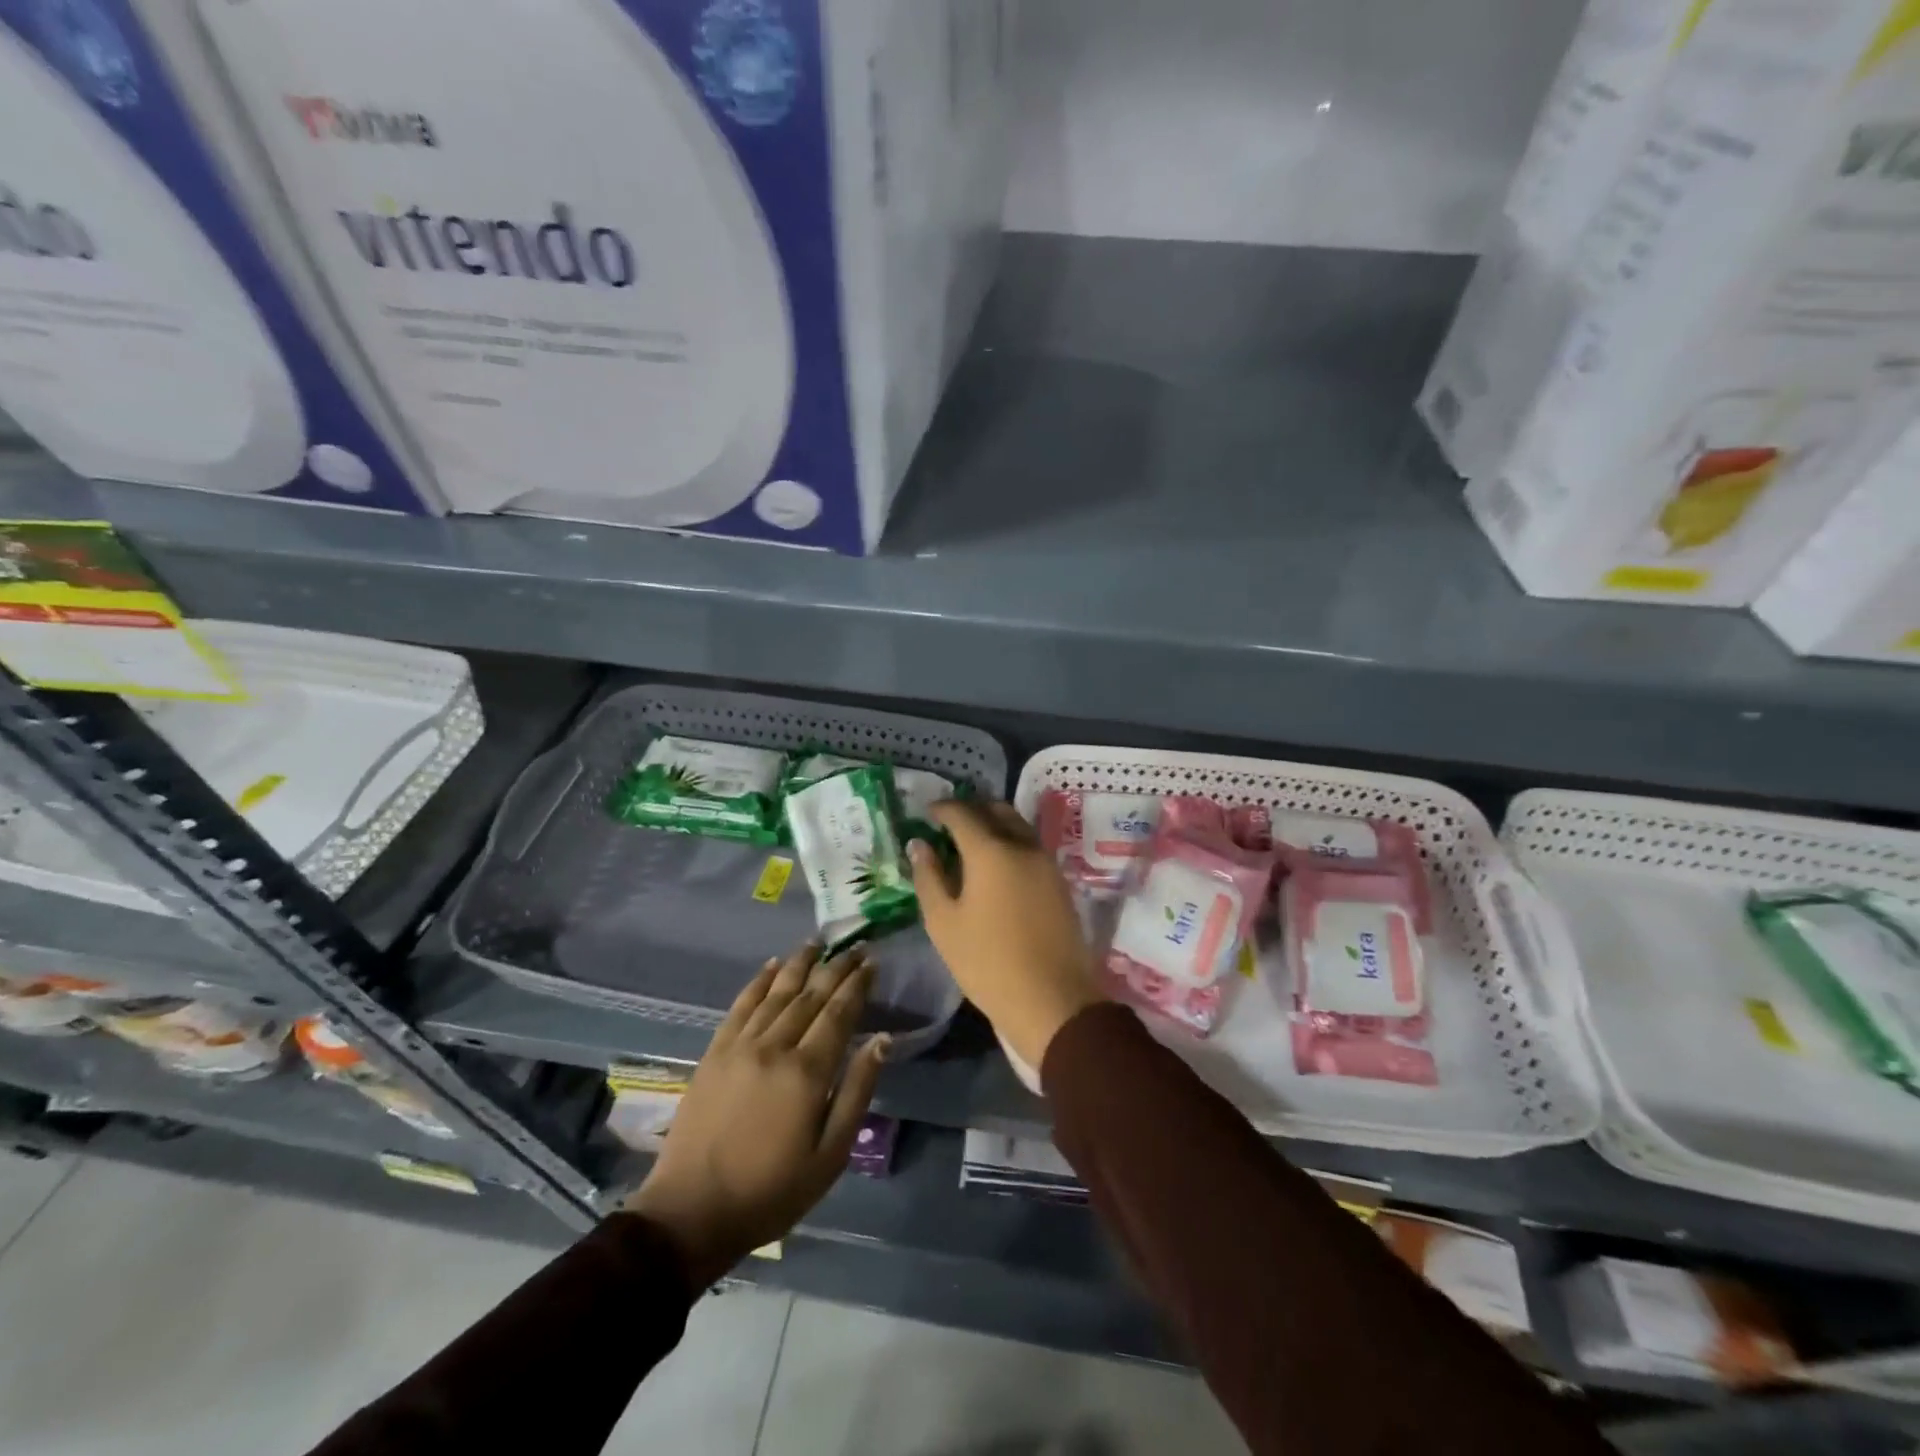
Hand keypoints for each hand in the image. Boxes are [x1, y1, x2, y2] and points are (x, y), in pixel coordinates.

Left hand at [623, 943, 888, 1287]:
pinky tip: (771, 966)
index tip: (872, 961)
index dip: (858, 984)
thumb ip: (857, 1091)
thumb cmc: (771, 1191)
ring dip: (799, 964)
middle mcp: (775, 1046)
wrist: (691, 1212)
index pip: (839, 1013)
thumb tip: (882, 1040)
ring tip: (817, 942)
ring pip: (777, 992)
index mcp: (807, 1072)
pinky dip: (758, 982)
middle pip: (811, 995)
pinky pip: (741, 1005)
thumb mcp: (830, 1155)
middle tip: (855, 945)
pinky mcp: (715, 1052)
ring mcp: (740, 1046)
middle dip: (836, 967)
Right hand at [908, 800, 1102, 1074]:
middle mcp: (1022, 845)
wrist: (1052, 999)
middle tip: (949, 824)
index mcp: (990, 850)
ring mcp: (1046, 862)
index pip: (962, 813)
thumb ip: (928, 877)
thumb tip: (919, 845)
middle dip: (971, 809)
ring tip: (971, 844)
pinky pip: (1030, 846)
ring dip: (994, 824)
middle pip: (996, 810)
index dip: (942, 809)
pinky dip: (1010, 842)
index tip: (927, 813)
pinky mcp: (1059, 881)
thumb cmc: (987, 963)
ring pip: (1018, 825)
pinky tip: (996, 866)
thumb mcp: (944, 923)